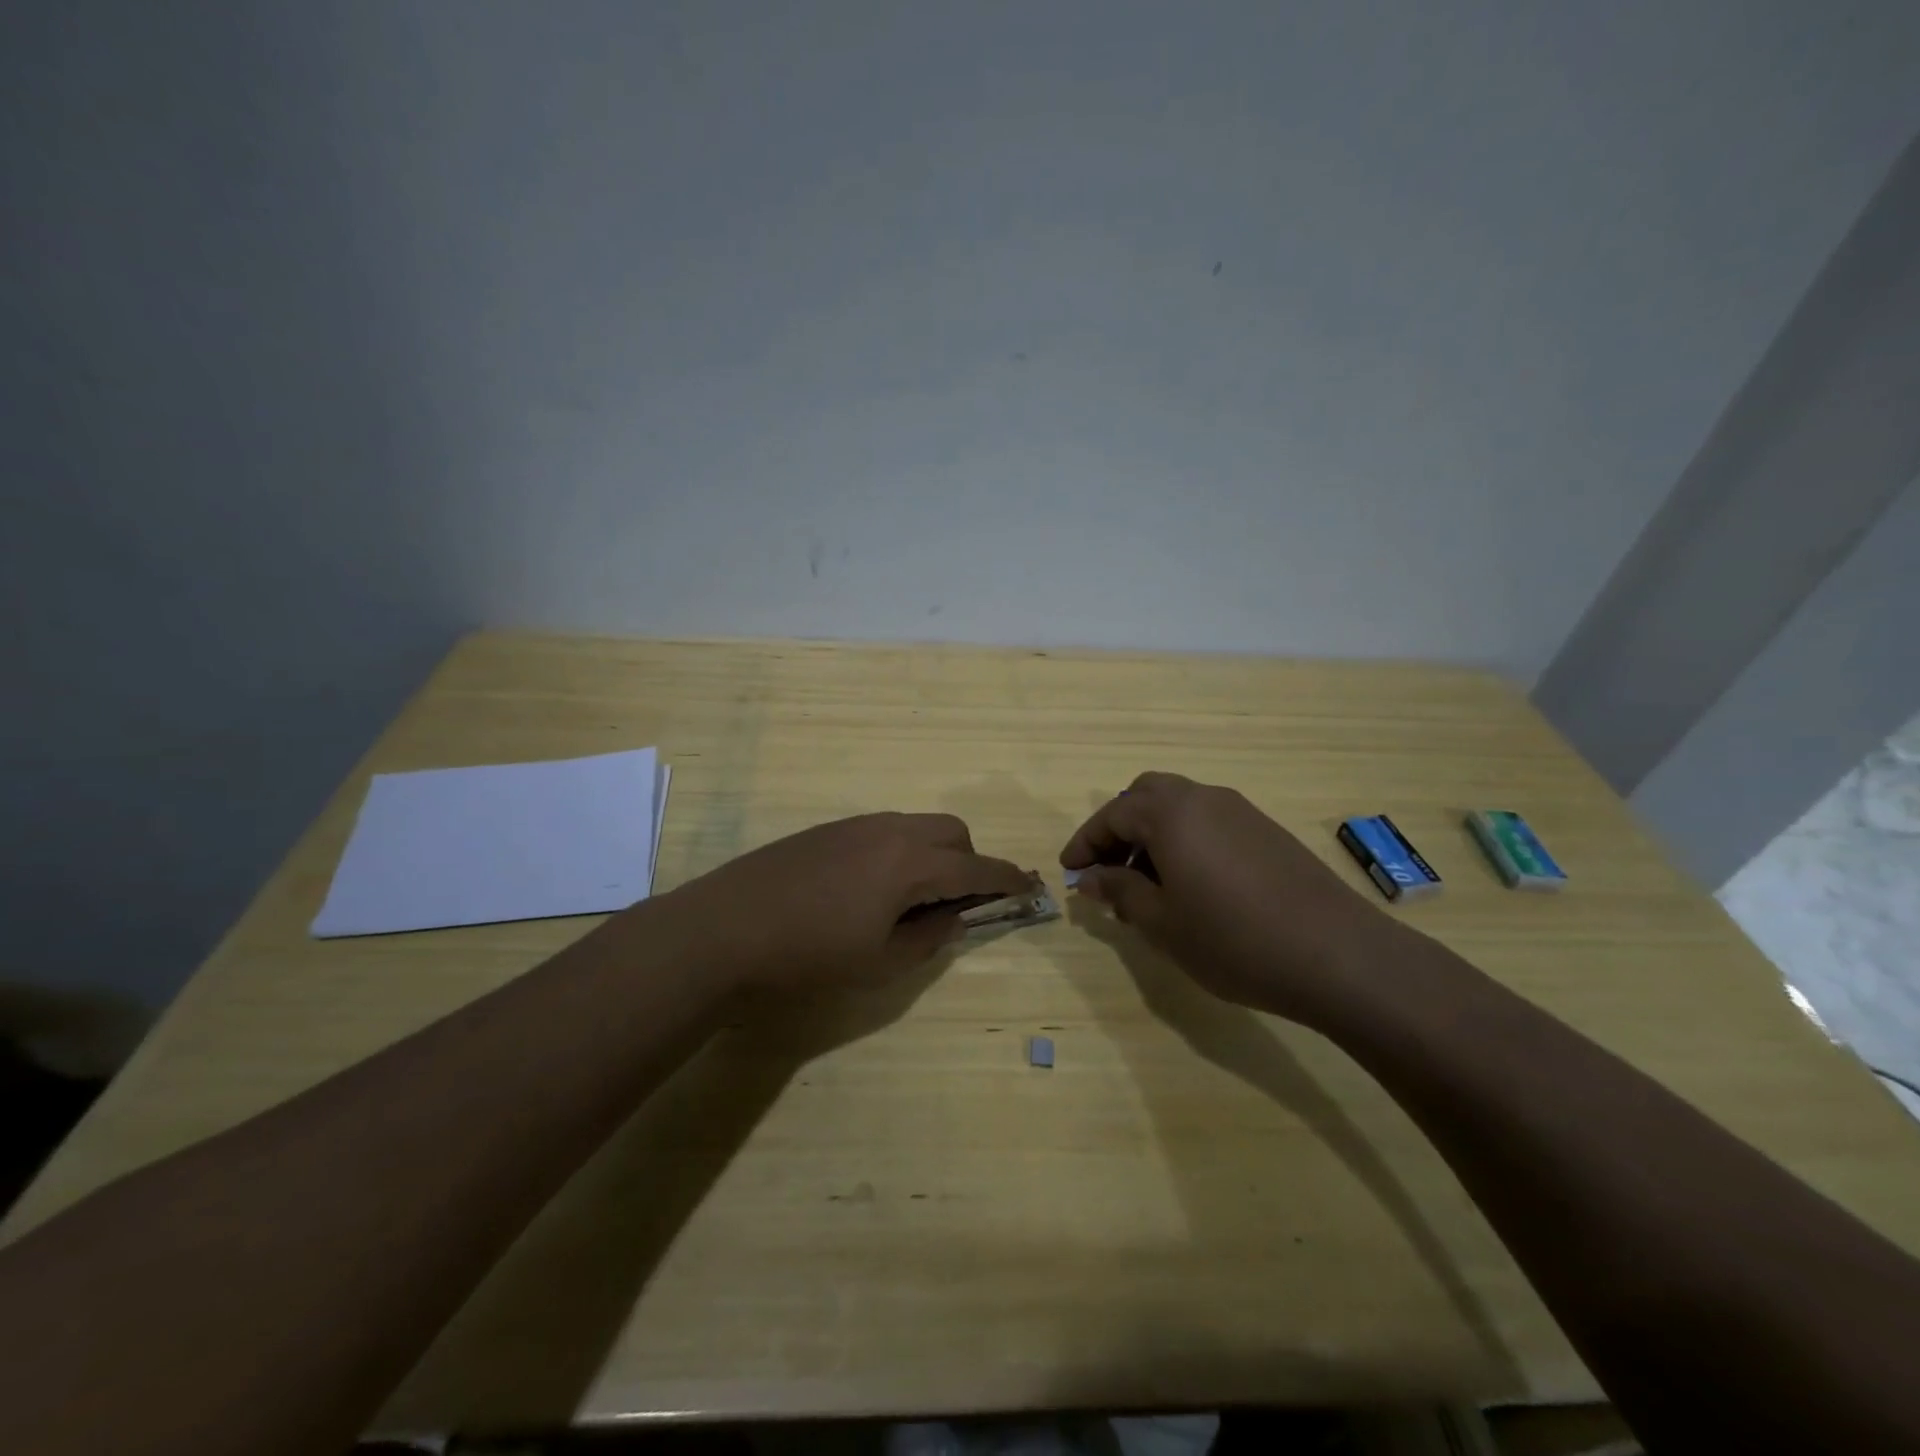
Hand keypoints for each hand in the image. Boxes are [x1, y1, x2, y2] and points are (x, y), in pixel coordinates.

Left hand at [664, 812, 1032, 993]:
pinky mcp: (828, 829)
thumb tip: (955, 918)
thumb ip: (929, 937)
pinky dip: (901, 851)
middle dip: (969, 863)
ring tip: (912, 899)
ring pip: (918, 827)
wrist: (722, 931)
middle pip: (953, 833)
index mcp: (910, 863)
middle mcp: (890, 831)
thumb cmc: (808, 956)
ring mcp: (856, 825)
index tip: (1029, 887)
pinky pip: (885, 830)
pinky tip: (870, 888)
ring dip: (934, 854)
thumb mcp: (880, 962)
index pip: (976, 868)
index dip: (1007, 880)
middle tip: (956, 905)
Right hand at [1060, 772, 1416, 1025]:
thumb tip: (1090, 877)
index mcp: (1170, 813)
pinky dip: (1184, 841)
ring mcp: (1240, 811)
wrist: (1338, 955)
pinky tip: (1191, 886)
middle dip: (1118, 829)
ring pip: (1179, 807)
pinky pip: (1209, 822)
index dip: (1085, 843)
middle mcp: (1203, 798)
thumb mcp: (1161, 922)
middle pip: (1145, 796)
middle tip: (1107, 869)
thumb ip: (1119, 891)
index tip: (1068, 871)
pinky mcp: (1267, 832)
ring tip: (1145, 885)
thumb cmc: (1233, 939)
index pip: (1112, 814)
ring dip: (1152, 835)